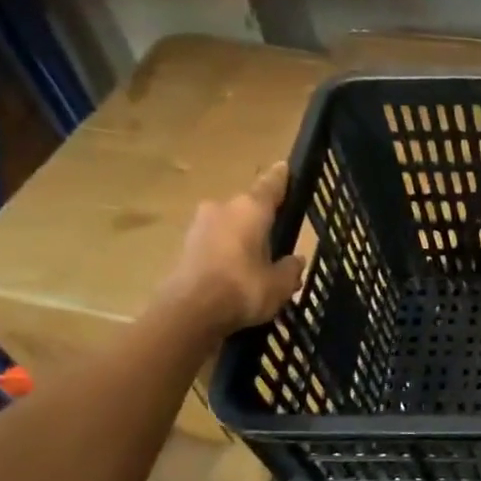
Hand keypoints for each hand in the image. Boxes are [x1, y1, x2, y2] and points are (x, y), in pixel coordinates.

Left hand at [161, 163, 306, 332]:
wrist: (189, 312)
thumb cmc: (243, 289)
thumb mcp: (280, 284)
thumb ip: (291, 269)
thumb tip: (295, 260)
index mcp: (251, 209)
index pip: (271, 186)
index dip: (281, 178)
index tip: (284, 167)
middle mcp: (223, 209)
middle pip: (248, 209)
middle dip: (261, 222)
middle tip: (276, 240)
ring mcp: (199, 227)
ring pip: (229, 227)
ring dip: (241, 240)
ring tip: (257, 264)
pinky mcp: (184, 248)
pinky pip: (215, 245)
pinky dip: (226, 255)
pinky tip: (236, 275)